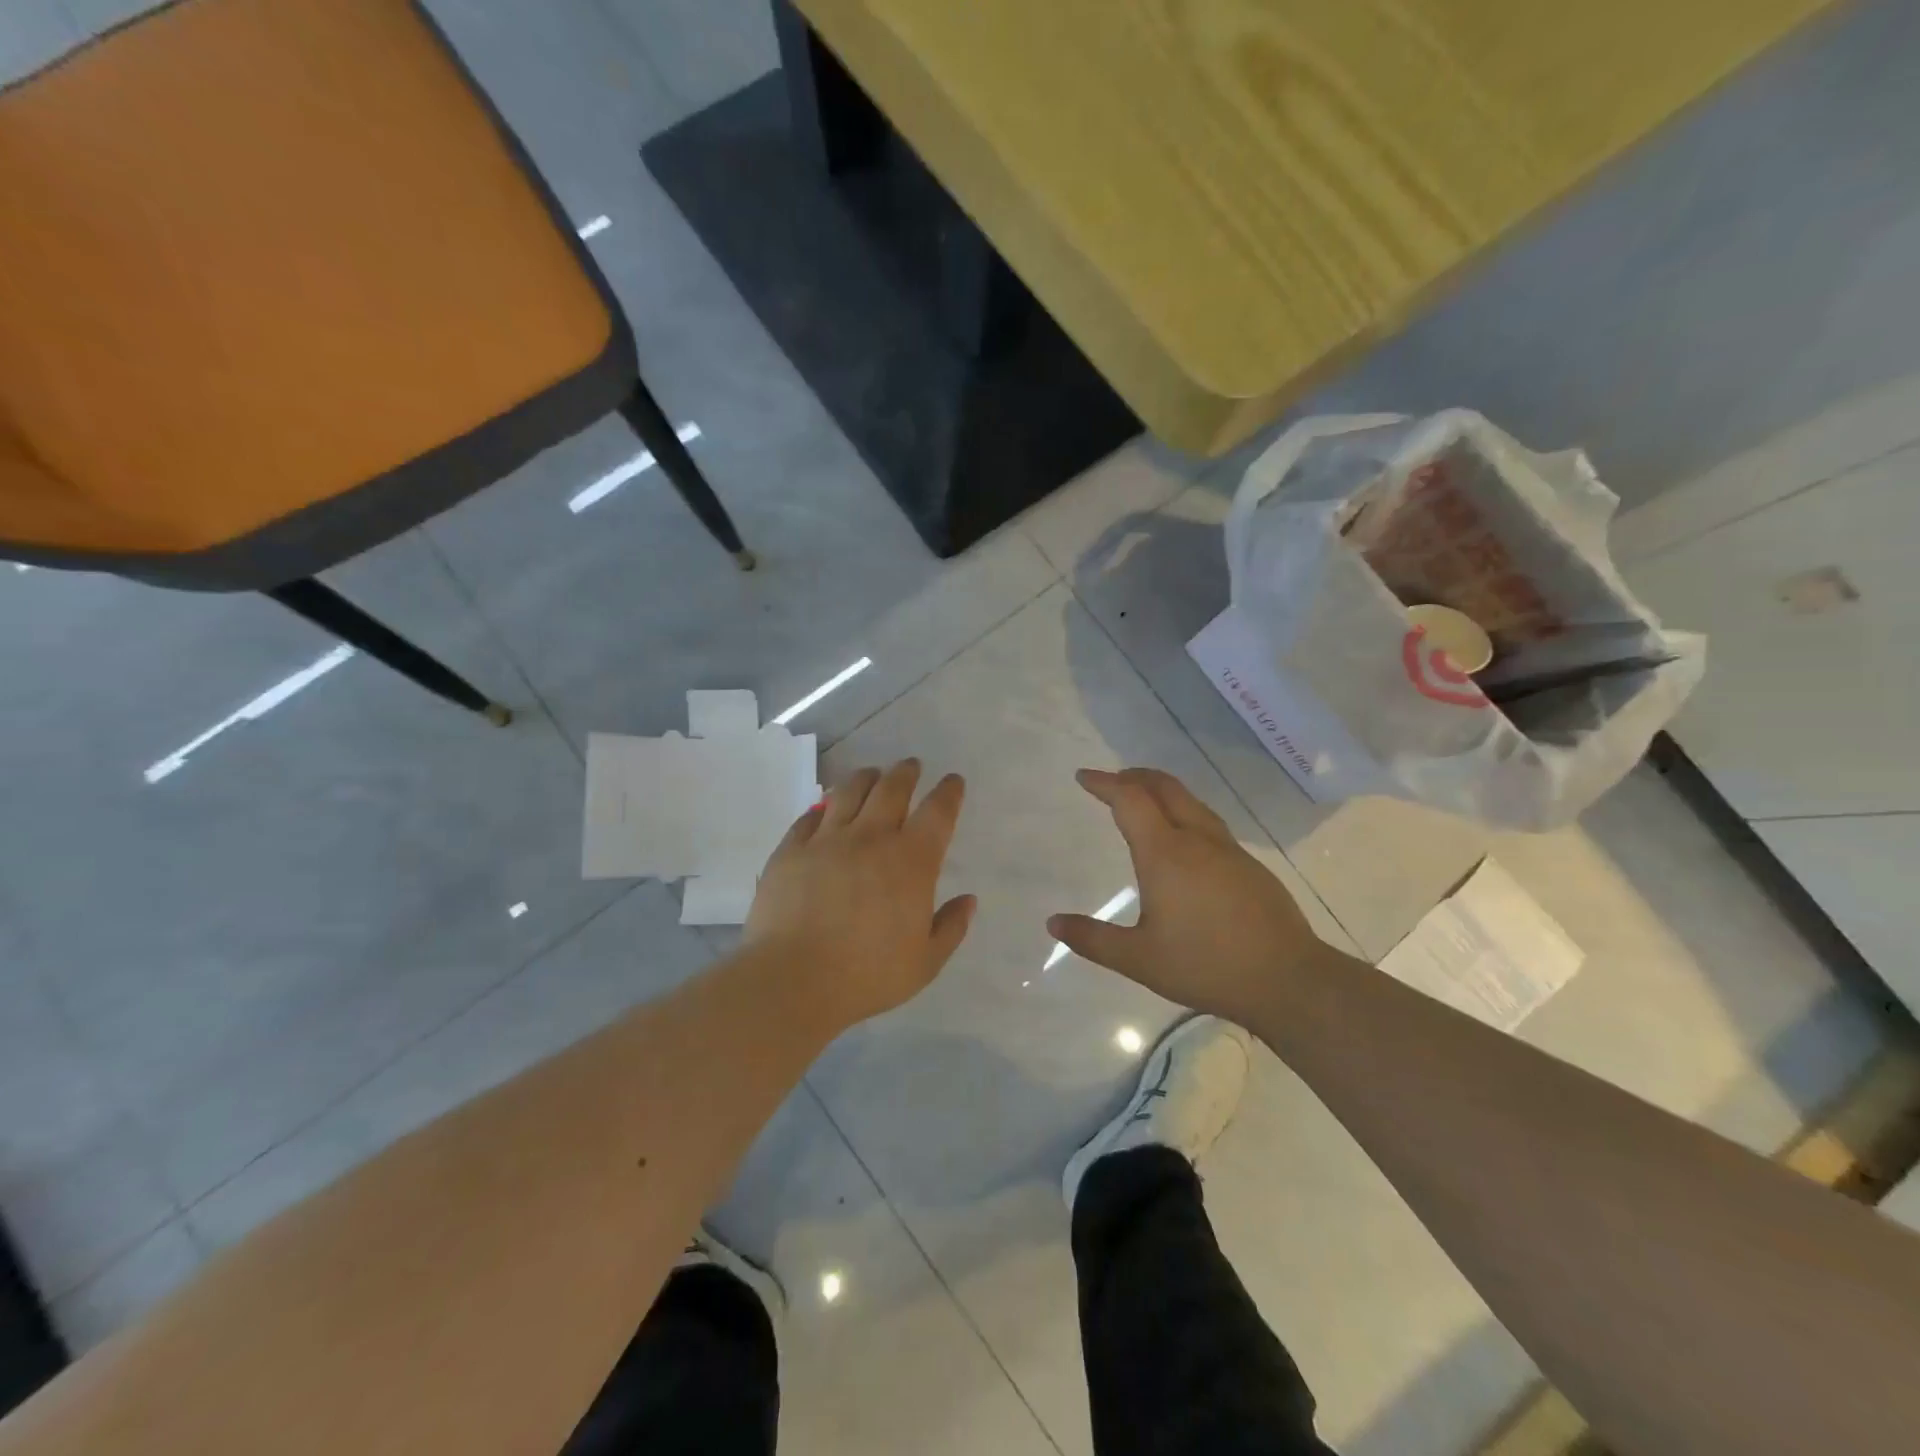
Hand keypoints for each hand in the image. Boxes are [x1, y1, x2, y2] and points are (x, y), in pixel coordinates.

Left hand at [745, 759, 975, 1033]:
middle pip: (892, 788)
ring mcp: (827, 839)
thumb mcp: (925, 962)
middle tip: (910, 765)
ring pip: (850, 791)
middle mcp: (871, 838)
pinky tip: (825, 808)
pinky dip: (822, 807)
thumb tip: (968, 900)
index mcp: (911, 861)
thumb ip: (951, 927)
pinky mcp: (790, 849)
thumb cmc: (867, 975)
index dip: (948, 792)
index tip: (952, 781)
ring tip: (871, 774)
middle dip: (906, 772)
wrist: (793, 979)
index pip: (937, 812)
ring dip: (866, 777)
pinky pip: (809, 817)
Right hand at [1047, 768, 1340, 1024]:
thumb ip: (1093, 940)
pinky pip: (1208, 821)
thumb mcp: (1139, 959)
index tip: (1084, 777)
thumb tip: (1053, 923)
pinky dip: (1183, 811)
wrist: (1287, 979)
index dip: (1105, 783)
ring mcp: (1228, 849)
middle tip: (1111, 780)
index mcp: (1165, 853)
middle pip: (1164, 787)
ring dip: (1161, 790)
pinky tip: (1183, 838)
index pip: (1130, 799)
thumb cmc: (1205, 965)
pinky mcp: (1248, 865)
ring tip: (1143, 800)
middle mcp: (1197, 839)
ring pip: (1191, 801)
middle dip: (1134, 776)